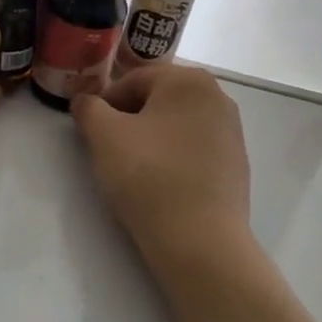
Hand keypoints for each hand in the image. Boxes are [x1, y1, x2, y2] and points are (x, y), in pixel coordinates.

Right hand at [71, 64, 252, 268]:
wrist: (200, 241)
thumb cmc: (148, 176)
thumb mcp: (103, 135)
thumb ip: (88, 108)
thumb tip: (85, 101)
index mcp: (188, 79)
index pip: (132, 81)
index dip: (105, 105)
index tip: (92, 133)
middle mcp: (217, 96)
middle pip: (156, 100)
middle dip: (129, 120)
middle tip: (110, 151)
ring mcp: (232, 130)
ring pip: (175, 125)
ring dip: (151, 139)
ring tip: (134, 170)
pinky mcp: (236, 162)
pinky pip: (194, 148)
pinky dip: (173, 158)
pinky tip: (161, 185)